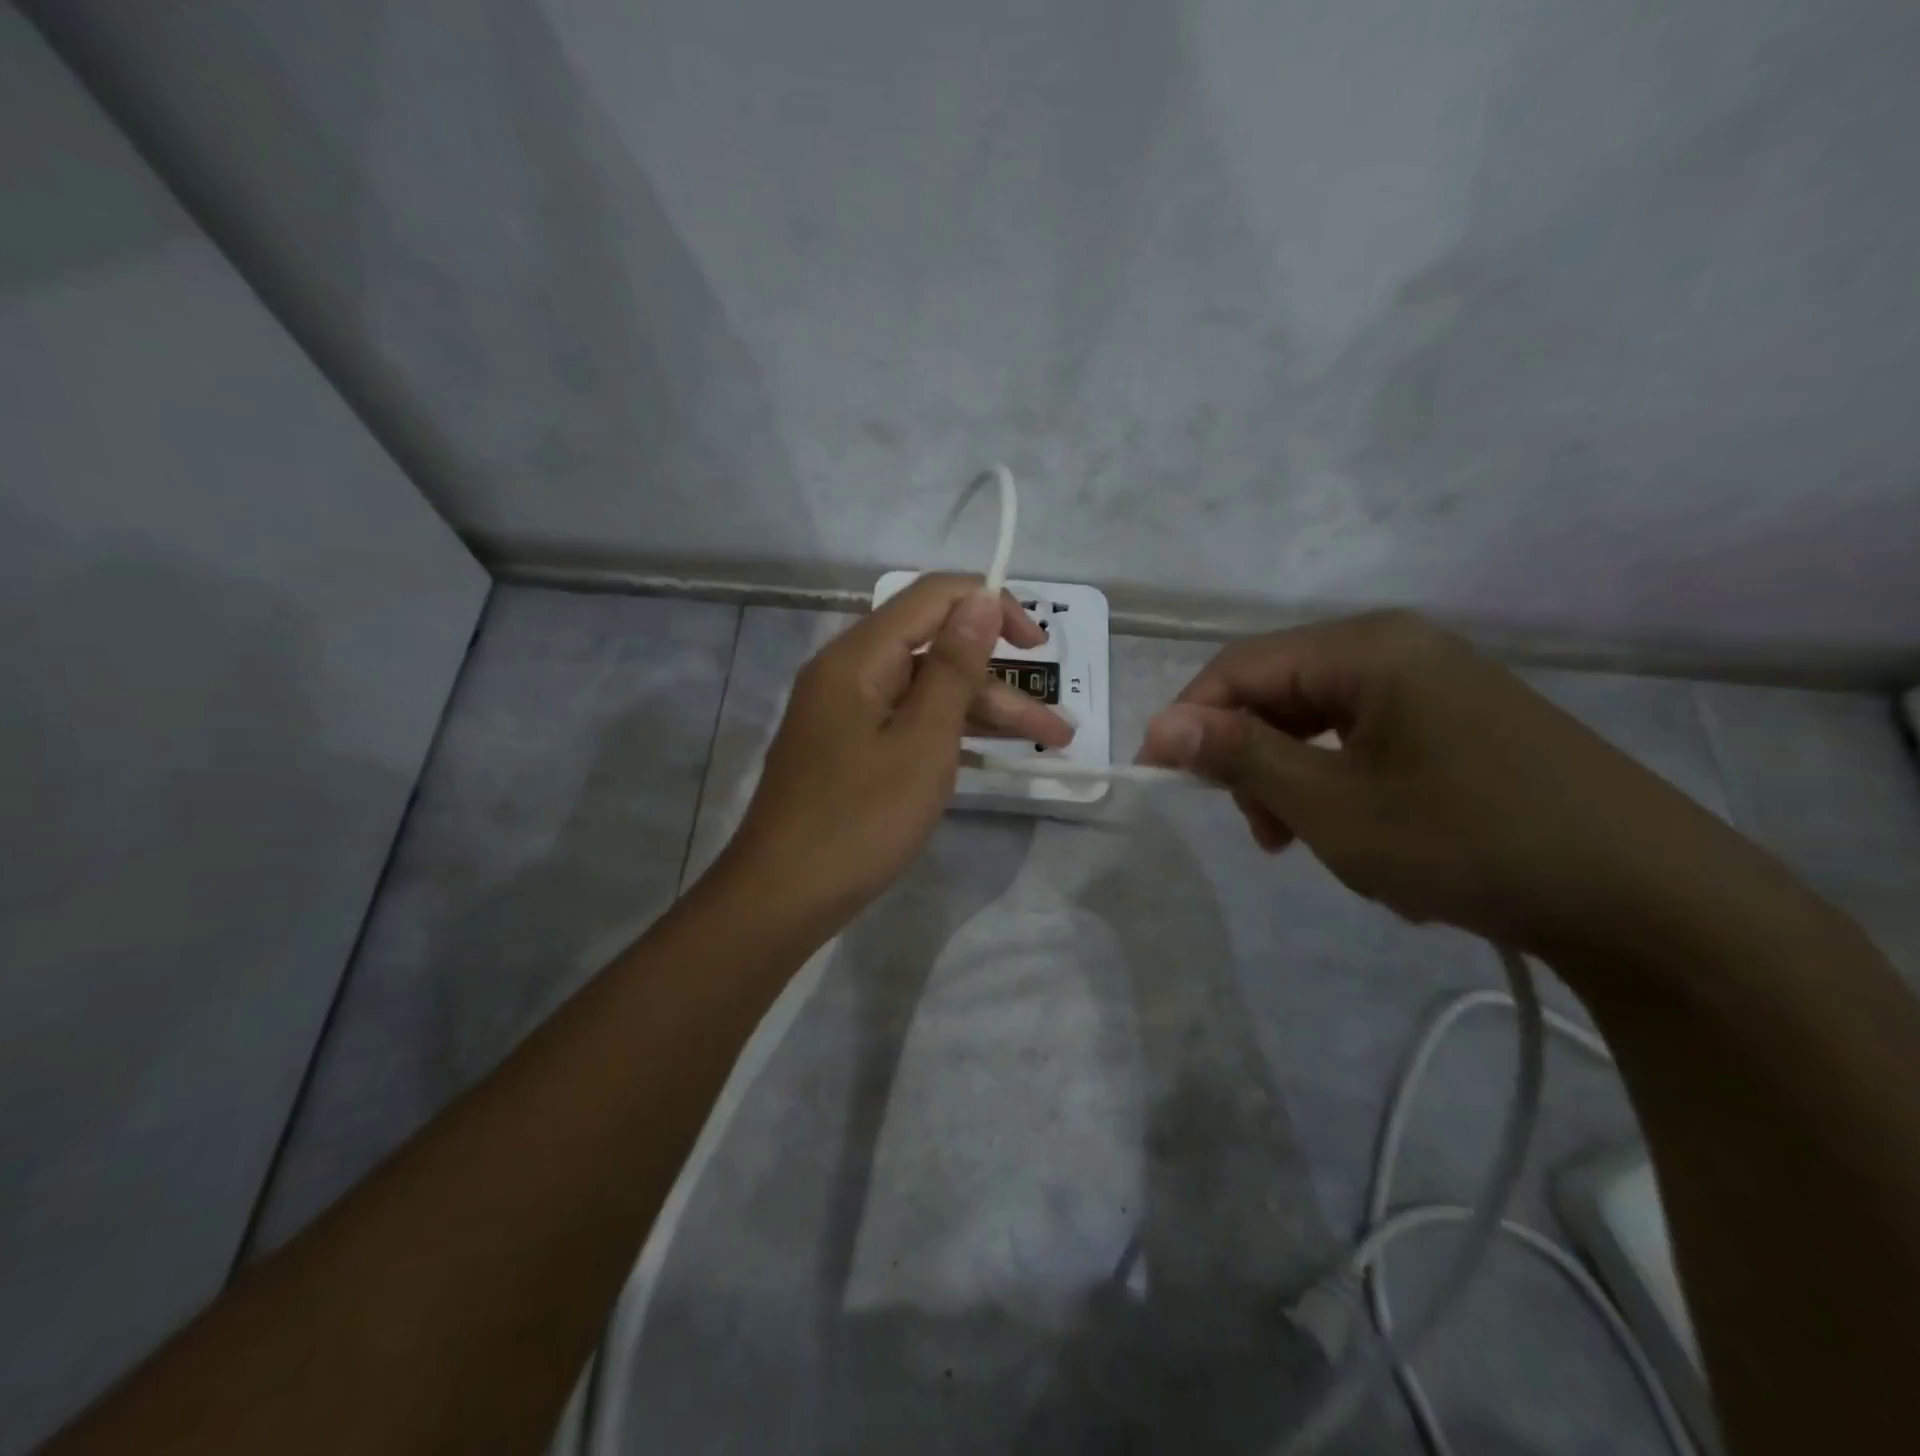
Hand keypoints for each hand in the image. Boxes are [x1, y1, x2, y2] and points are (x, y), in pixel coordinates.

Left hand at [718, 574, 1072, 929]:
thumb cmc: (859, 820)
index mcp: (859, 657)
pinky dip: (951, 735)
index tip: (1037, 646)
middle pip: (936, 653)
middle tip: (1057, 728)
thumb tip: (979, 597)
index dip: (990, 606)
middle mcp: (850, 672)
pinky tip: (993, 755)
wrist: (782, 897)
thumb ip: (954, 668)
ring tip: (1049, 744)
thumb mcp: (922, 742)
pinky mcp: (851, 748)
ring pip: (928, 694)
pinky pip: (909, 723)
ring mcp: (849, 713)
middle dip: (1001, 684)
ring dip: (985, 715)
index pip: (933, 597)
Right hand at [1136, 610, 1739, 954]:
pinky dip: (1349, 792)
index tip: (1159, 778)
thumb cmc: (1468, 840)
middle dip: (1254, 762)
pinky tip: (1376, 848)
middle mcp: (1400, 650)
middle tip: (1260, 834)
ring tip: (1317, 848)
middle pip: (1283, 693)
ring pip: (1324, 725)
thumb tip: (1162, 724)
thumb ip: (1241, 756)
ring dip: (1300, 785)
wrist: (1652, 902)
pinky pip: (1371, 745)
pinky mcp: (1464, 726)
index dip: (1188, 719)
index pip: (1240, 667)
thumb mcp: (1333, 806)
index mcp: (1367, 648)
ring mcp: (1439, 688)